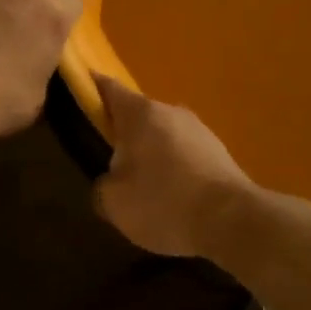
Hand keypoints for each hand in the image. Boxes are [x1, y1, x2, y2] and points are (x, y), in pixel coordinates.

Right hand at [92, 74, 255, 257]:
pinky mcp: (219, 153)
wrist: (231, 221)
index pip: (108, 88)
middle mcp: (171, 111)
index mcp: (140, 113)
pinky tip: (172, 199)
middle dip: (123, 134)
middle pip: (138, 115)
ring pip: (163, 136)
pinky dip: (174, 170)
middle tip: (109, 163)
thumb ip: (102, 186)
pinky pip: (185, 155)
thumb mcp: (113, 202)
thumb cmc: (162, 202)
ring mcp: (200, 130)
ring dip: (151, 154)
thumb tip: (110, 181)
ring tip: (143, 189)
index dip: (91, 88)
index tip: (78, 92)